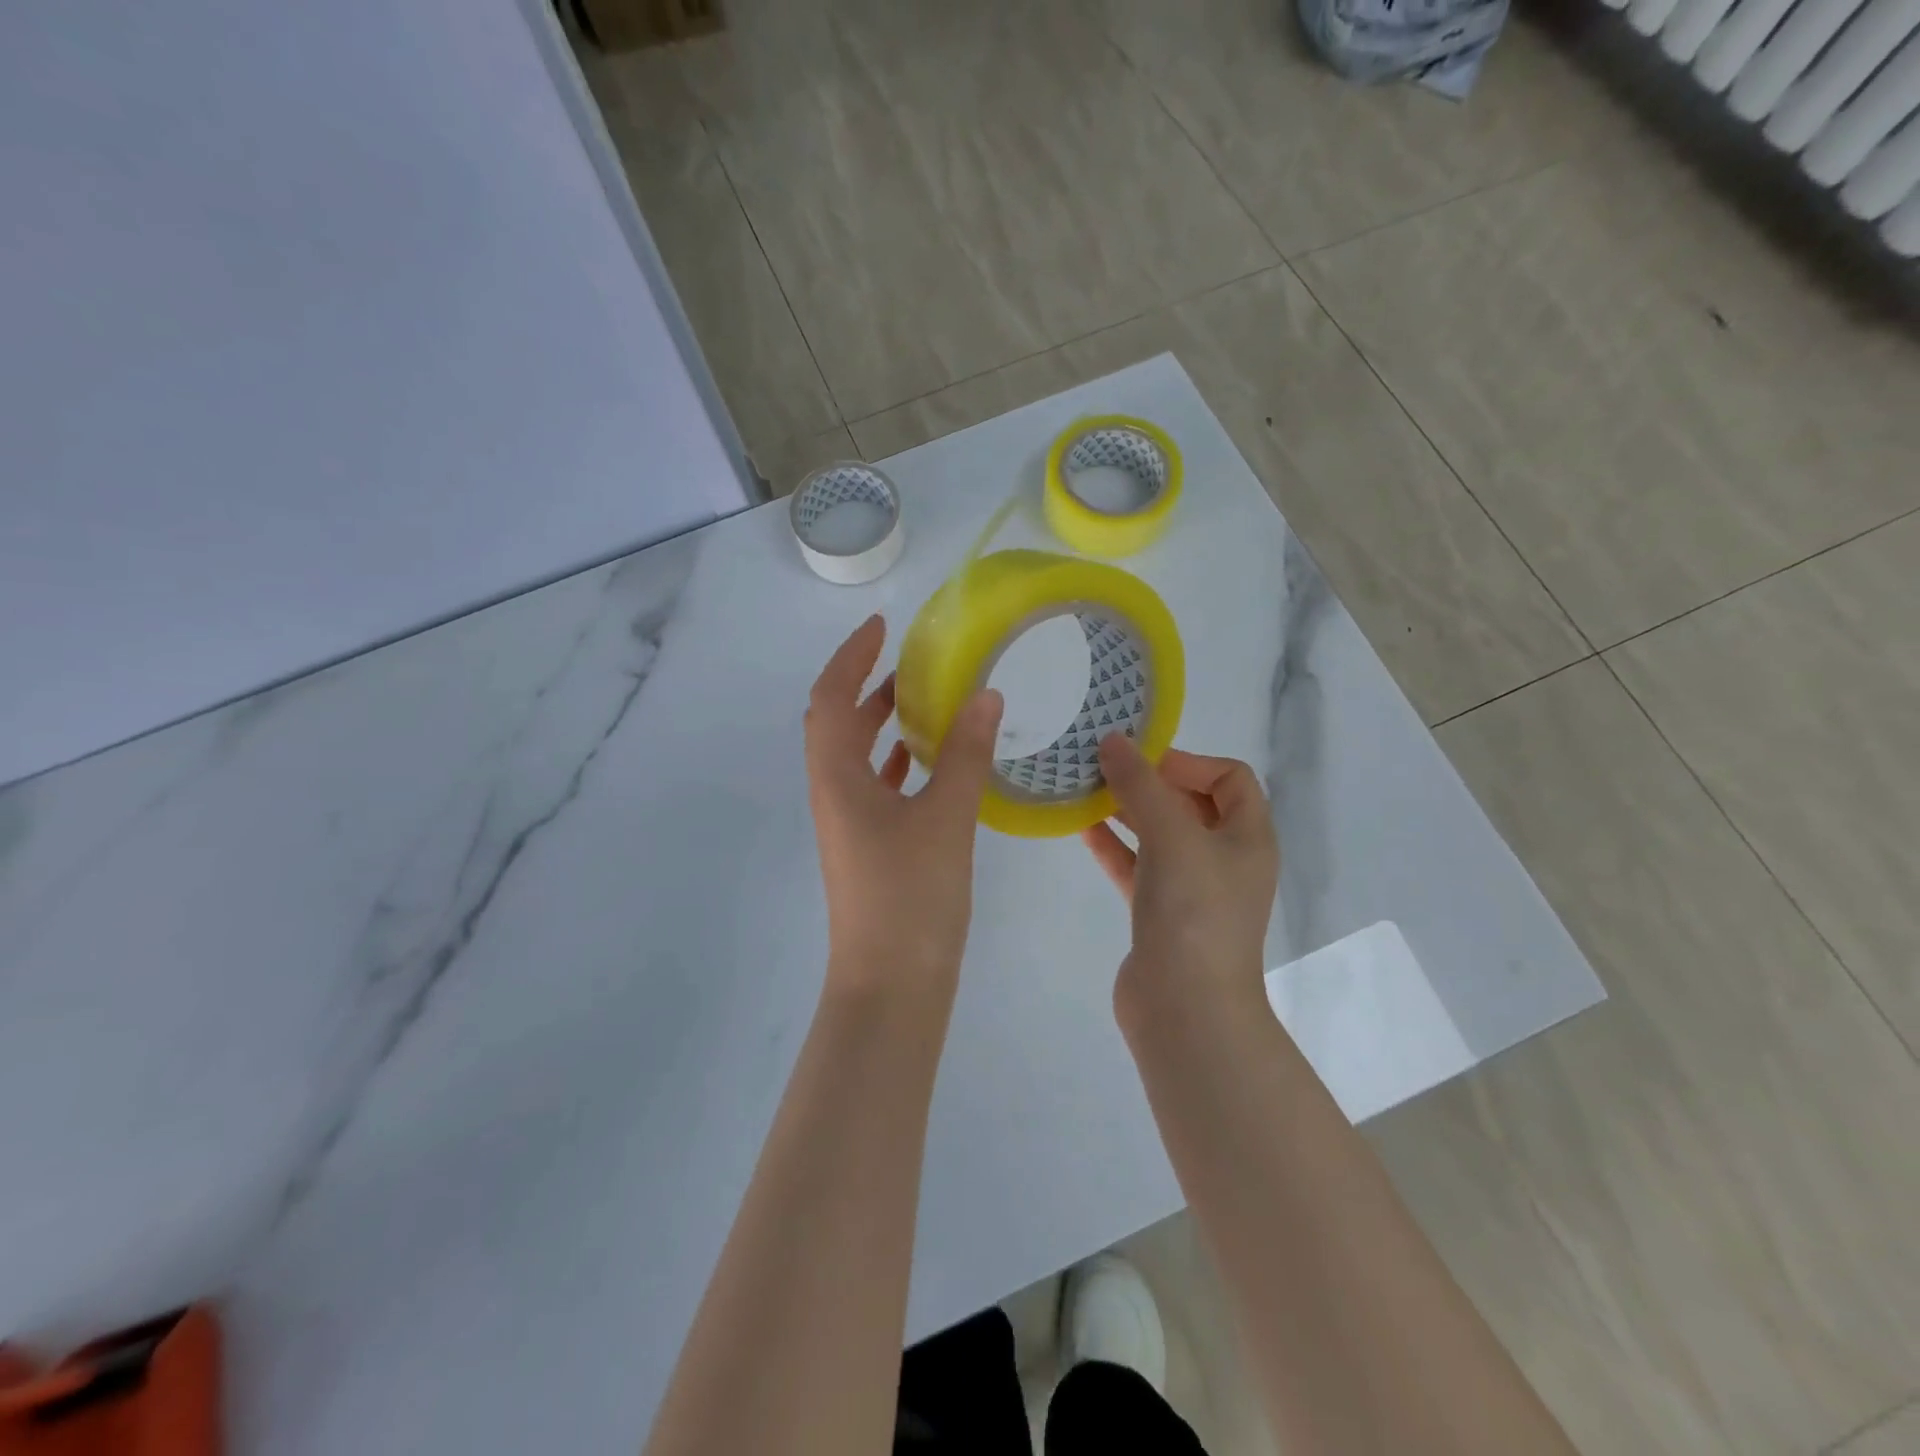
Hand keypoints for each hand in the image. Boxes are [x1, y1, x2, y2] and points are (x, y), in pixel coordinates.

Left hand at [805, 615, 1004, 1005]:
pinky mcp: (870, 847)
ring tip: (926, 698)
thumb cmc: (911, 897)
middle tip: (911, 659)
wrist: (891, 986)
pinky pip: (877, 786)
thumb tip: (985, 694)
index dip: (850, 656)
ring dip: (882, 722)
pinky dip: (898, 761)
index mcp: (837, 779)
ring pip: (857, 756)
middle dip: (867, 685)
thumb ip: (964, 754)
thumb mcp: (945, 817)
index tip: (881, 627)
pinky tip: (929, 760)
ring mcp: (849, 824)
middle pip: (838, 724)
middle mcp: (833, 795)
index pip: (829, 698)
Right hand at [1080, 737, 1279, 1021]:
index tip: (1142, 760)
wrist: (1185, 1008)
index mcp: (1248, 837)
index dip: (1189, 761)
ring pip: (1159, 835)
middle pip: (1191, 803)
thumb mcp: (1171, 835)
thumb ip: (1140, 784)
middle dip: (1150, 782)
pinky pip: (1137, 867)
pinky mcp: (1160, 914)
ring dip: (1127, 811)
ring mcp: (1192, 889)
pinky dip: (1114, 846)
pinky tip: (1080, 828)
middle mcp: (1225, 859)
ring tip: (1085, 790)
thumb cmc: (1193, 911)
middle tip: (1104, 768)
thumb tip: (1112, 740)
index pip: (1230, 778)